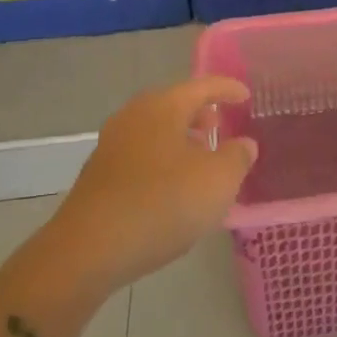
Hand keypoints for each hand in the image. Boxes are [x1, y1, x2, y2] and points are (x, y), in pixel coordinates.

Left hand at [44, 76, 256, 294]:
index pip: (203, 86)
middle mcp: (134, 116)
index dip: (228, 90)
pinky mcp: (99, 175)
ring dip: (181, 139)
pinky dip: (162, 160)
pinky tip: (173, 187)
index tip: (247, 97)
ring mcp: (112, 145)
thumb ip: (237, 157)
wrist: (88, 250)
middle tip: (222, 127)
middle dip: (201, 114)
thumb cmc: (162, 204)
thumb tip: (243, 144)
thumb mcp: (218, 181)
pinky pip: (141, 154)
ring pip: (156, 130)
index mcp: (163, 107)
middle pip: (175, 105)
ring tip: (201, 160)